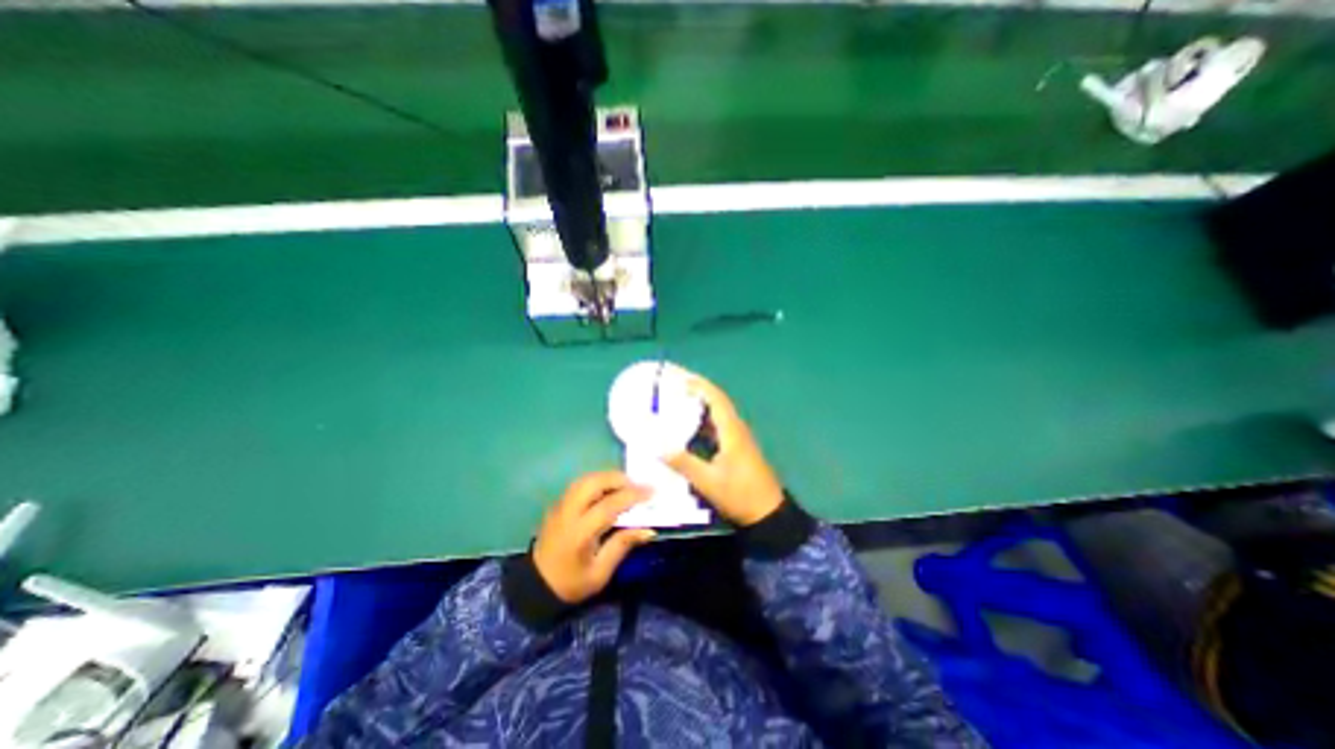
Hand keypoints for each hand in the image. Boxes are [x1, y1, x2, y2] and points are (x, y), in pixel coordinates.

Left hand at [534, 471, 654, 606]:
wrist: (535, 586)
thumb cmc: (571, 584)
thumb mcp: (600, 573)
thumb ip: (622, 546)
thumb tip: (649, 529)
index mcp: (579, 533)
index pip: (608, 505)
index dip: (631, 496)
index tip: (651, 492)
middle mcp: (568, 513)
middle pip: (593, 483)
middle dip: (618, 479)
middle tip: (638, 485)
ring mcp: (560, 506)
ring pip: (585, 479)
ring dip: (607, 477)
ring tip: (626, 485)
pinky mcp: (558, 504)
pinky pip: (579, 484)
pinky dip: (597, 480)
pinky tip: (608, 489)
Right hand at [666, 368, 784, 524]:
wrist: (768, 515)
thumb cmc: (740, 495)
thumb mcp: (708, 481)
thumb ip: (683, 462)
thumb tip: (657, 446)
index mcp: (732, 431)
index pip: (716, 398)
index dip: (699, 385)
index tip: (680, 378)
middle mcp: (736, 429)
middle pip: (717, 402)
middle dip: (698, 390)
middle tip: (675, 385)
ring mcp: (738, 439)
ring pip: (718, 414)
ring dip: (701, 405)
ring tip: (678, 401)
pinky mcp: (737, 449)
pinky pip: (718, 426)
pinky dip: (704, 421)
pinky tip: (690, 427)